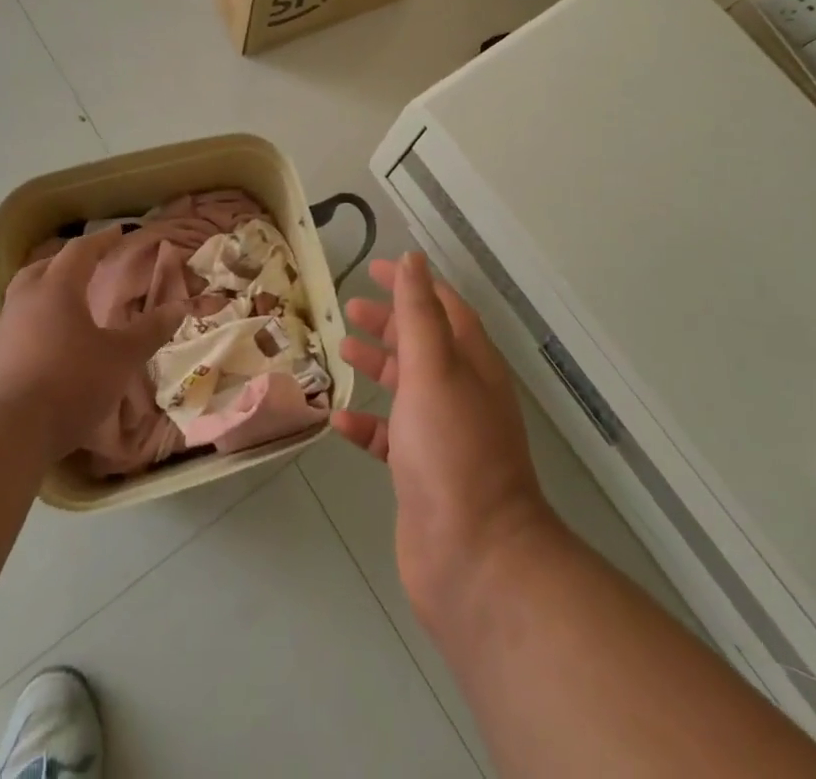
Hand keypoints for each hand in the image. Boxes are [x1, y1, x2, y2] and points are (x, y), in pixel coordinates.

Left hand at [0, 227, 183, 460]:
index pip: (80, 251)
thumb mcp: (121, 358)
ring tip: (65, 306)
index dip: (101, 241)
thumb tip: (179, 306)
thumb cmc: (69, 384)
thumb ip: (149, 331)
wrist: (2, 435)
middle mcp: (24, 301)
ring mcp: (0, 331)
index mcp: (57, 289)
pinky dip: (32, 326)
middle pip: (43, 268)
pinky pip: (14, 329)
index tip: (118, 233)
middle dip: (65, 262)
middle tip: (85, 265)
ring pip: (23, 298)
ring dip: (44, 294)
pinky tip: (44, 346)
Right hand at [331, 251, 557, 635]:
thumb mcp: (433, 368)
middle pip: (424, 343)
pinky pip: (391, 435)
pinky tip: (340, 419)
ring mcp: (444, 434)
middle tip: (349, 308)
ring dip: (378, 365)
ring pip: (407, 386)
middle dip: (389, 322)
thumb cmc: (452, 449)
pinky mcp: (423, 472)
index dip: (411, 284)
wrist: (475, 557)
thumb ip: (419, 313)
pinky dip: (368, 422)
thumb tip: (413, 259)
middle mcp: (462, 392)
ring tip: (341, 352)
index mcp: (472, 362)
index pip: (442, 306)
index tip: (375, 270)